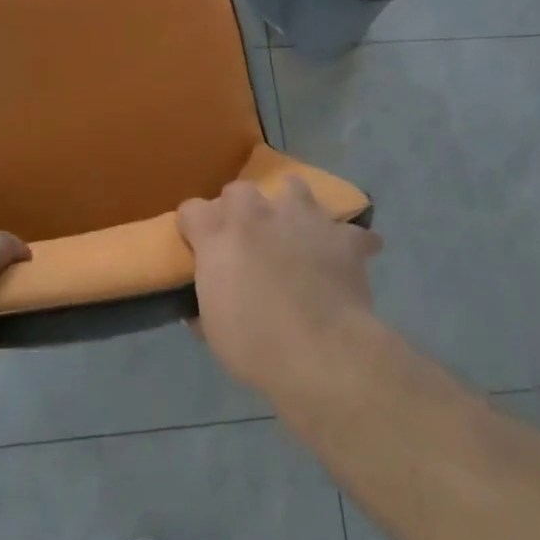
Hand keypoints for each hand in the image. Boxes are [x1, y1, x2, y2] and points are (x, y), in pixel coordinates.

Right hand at [177, 178, 381, 400]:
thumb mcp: (214, 330)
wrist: (321, 352)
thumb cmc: (255, 345)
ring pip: (294, 187)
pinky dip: (345, 243)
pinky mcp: (341, 235)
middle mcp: (258, 213)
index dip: (194, 227)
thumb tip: (201, 308)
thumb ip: (206, 304)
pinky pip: (347, 231)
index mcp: (219, 234)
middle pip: (239, 191)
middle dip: (240, 210)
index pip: (192, 210)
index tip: (198, 246)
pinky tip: (345, 258)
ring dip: (291, 204)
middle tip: (246, 241)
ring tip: (295, 228)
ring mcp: (303, 217)